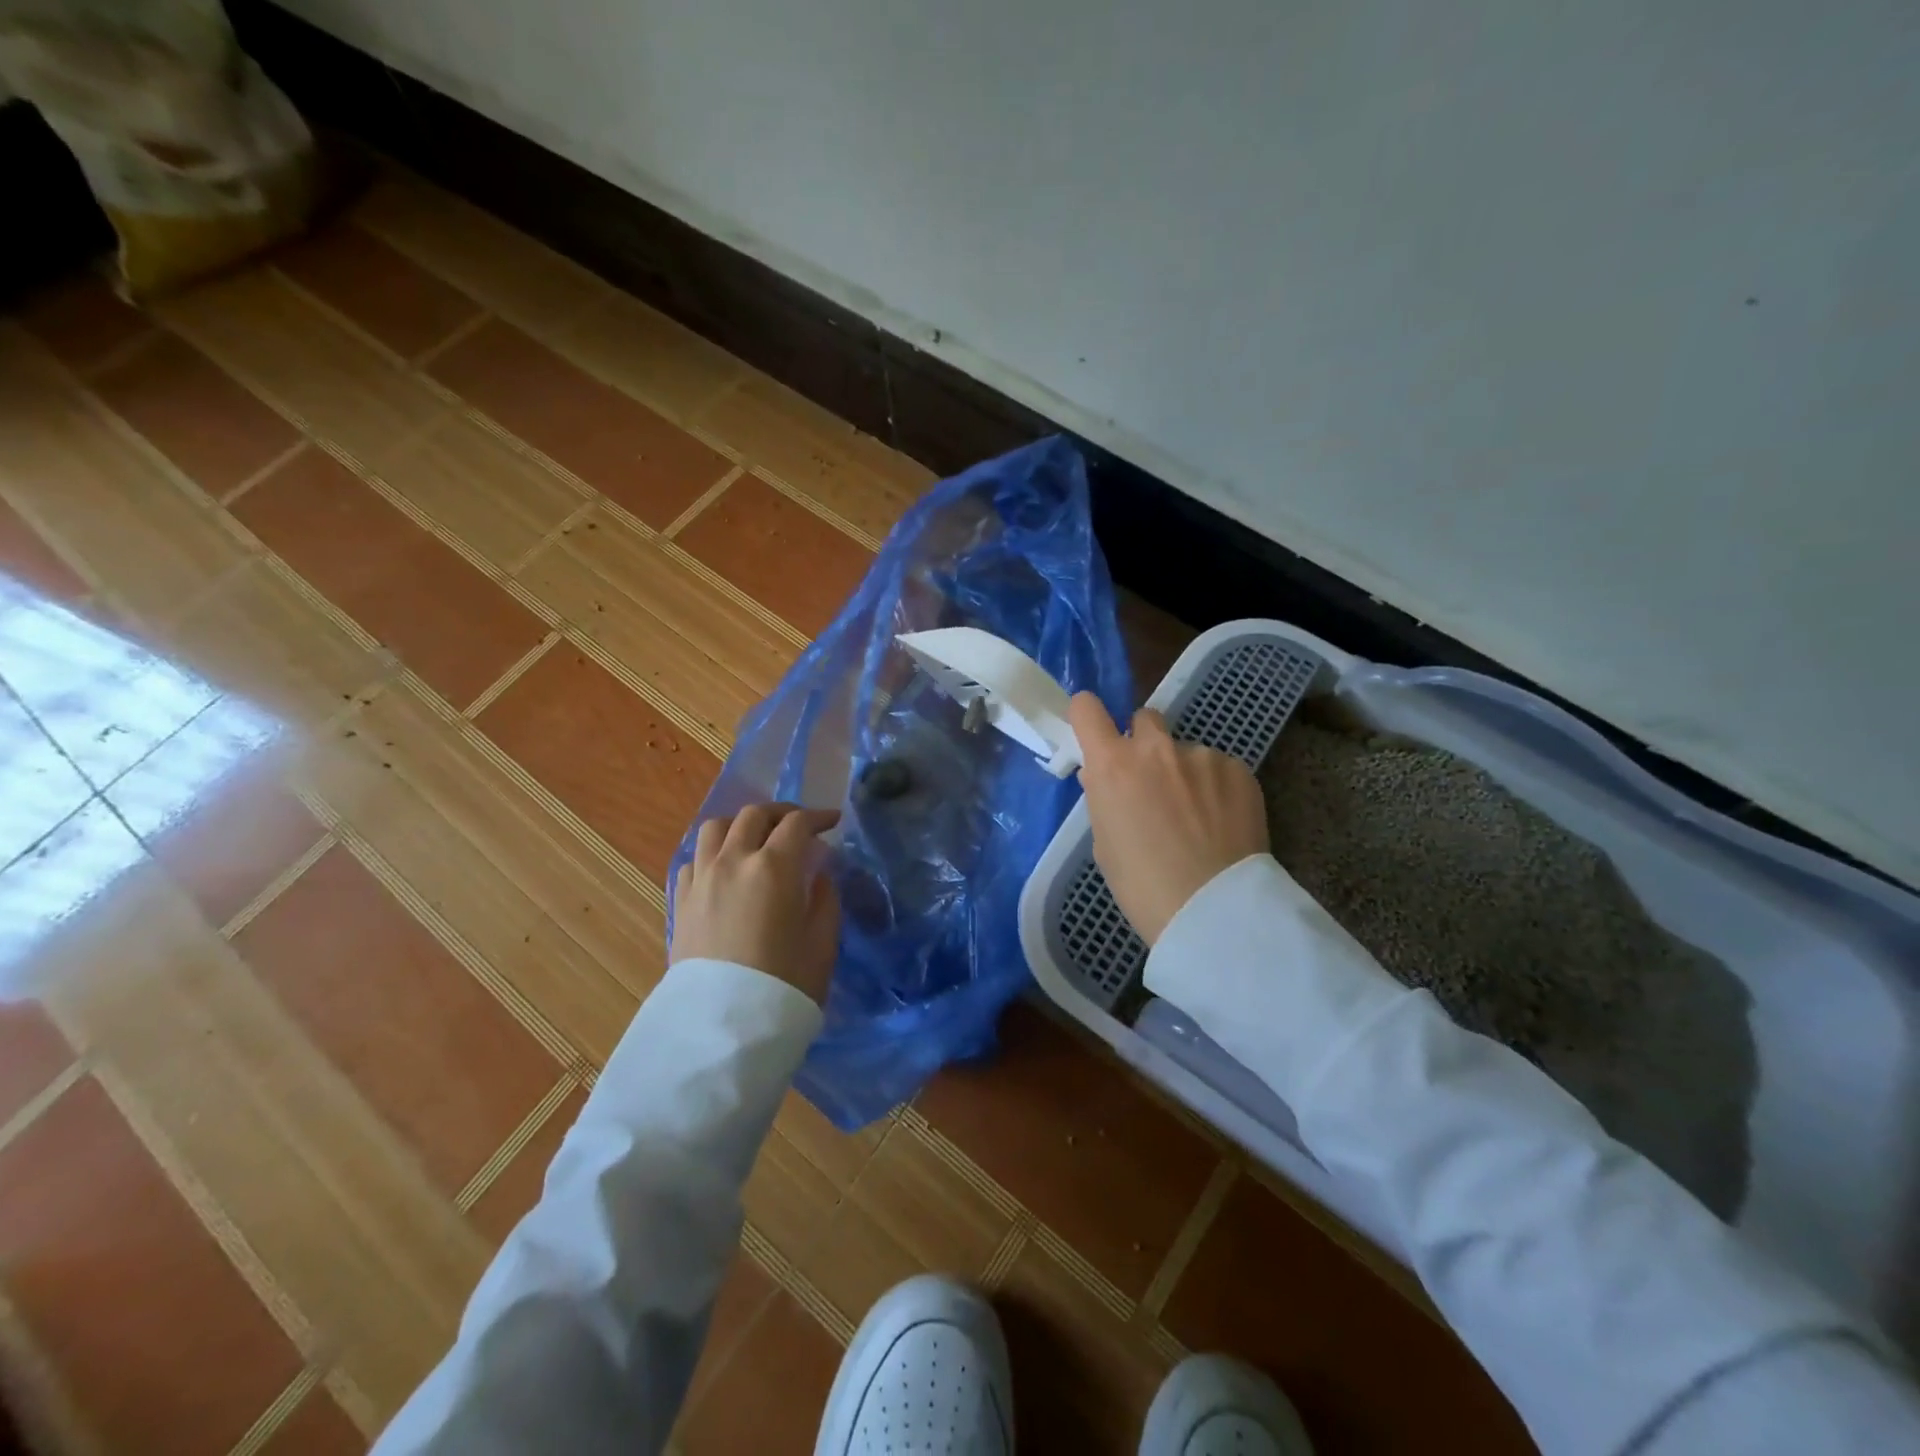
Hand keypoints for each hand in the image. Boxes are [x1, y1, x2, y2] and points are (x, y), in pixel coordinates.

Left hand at [671, 802, 842, 1004]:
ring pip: (716, 828)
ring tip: (756, 839)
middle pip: (754, 815)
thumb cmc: (785, 985)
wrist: (724, 1027)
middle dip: (781, 814)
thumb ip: (824, 899)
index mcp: (774, 867)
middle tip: (799, 826)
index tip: (833, 821)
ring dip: (741, 825)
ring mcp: (702, 879)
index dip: (818, 817)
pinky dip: (715, 852)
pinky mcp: (681, 901)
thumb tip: (818, 876)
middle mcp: (733, 861)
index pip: (797, 824)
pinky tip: (726, 869)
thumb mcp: (822, 942)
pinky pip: (696, 858)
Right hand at [1070, 693, 1268, 945]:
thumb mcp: (1104, 843)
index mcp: (1112, 765)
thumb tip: (1102, 776)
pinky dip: (1215, 788)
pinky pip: (1217, 768)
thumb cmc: (1142, 886)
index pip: (1087, 708)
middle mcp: (1156, 748)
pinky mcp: (1239, 769)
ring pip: (1184, 751)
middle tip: (1150, 782)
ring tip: (1196, 817)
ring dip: (1183, 771)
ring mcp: (1201, 755)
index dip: (1087, 716)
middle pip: (1144, 718)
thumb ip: (1103, 798)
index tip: (1093, 732)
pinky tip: (1221, 823)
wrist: (1213, 909)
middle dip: (1143, 742)